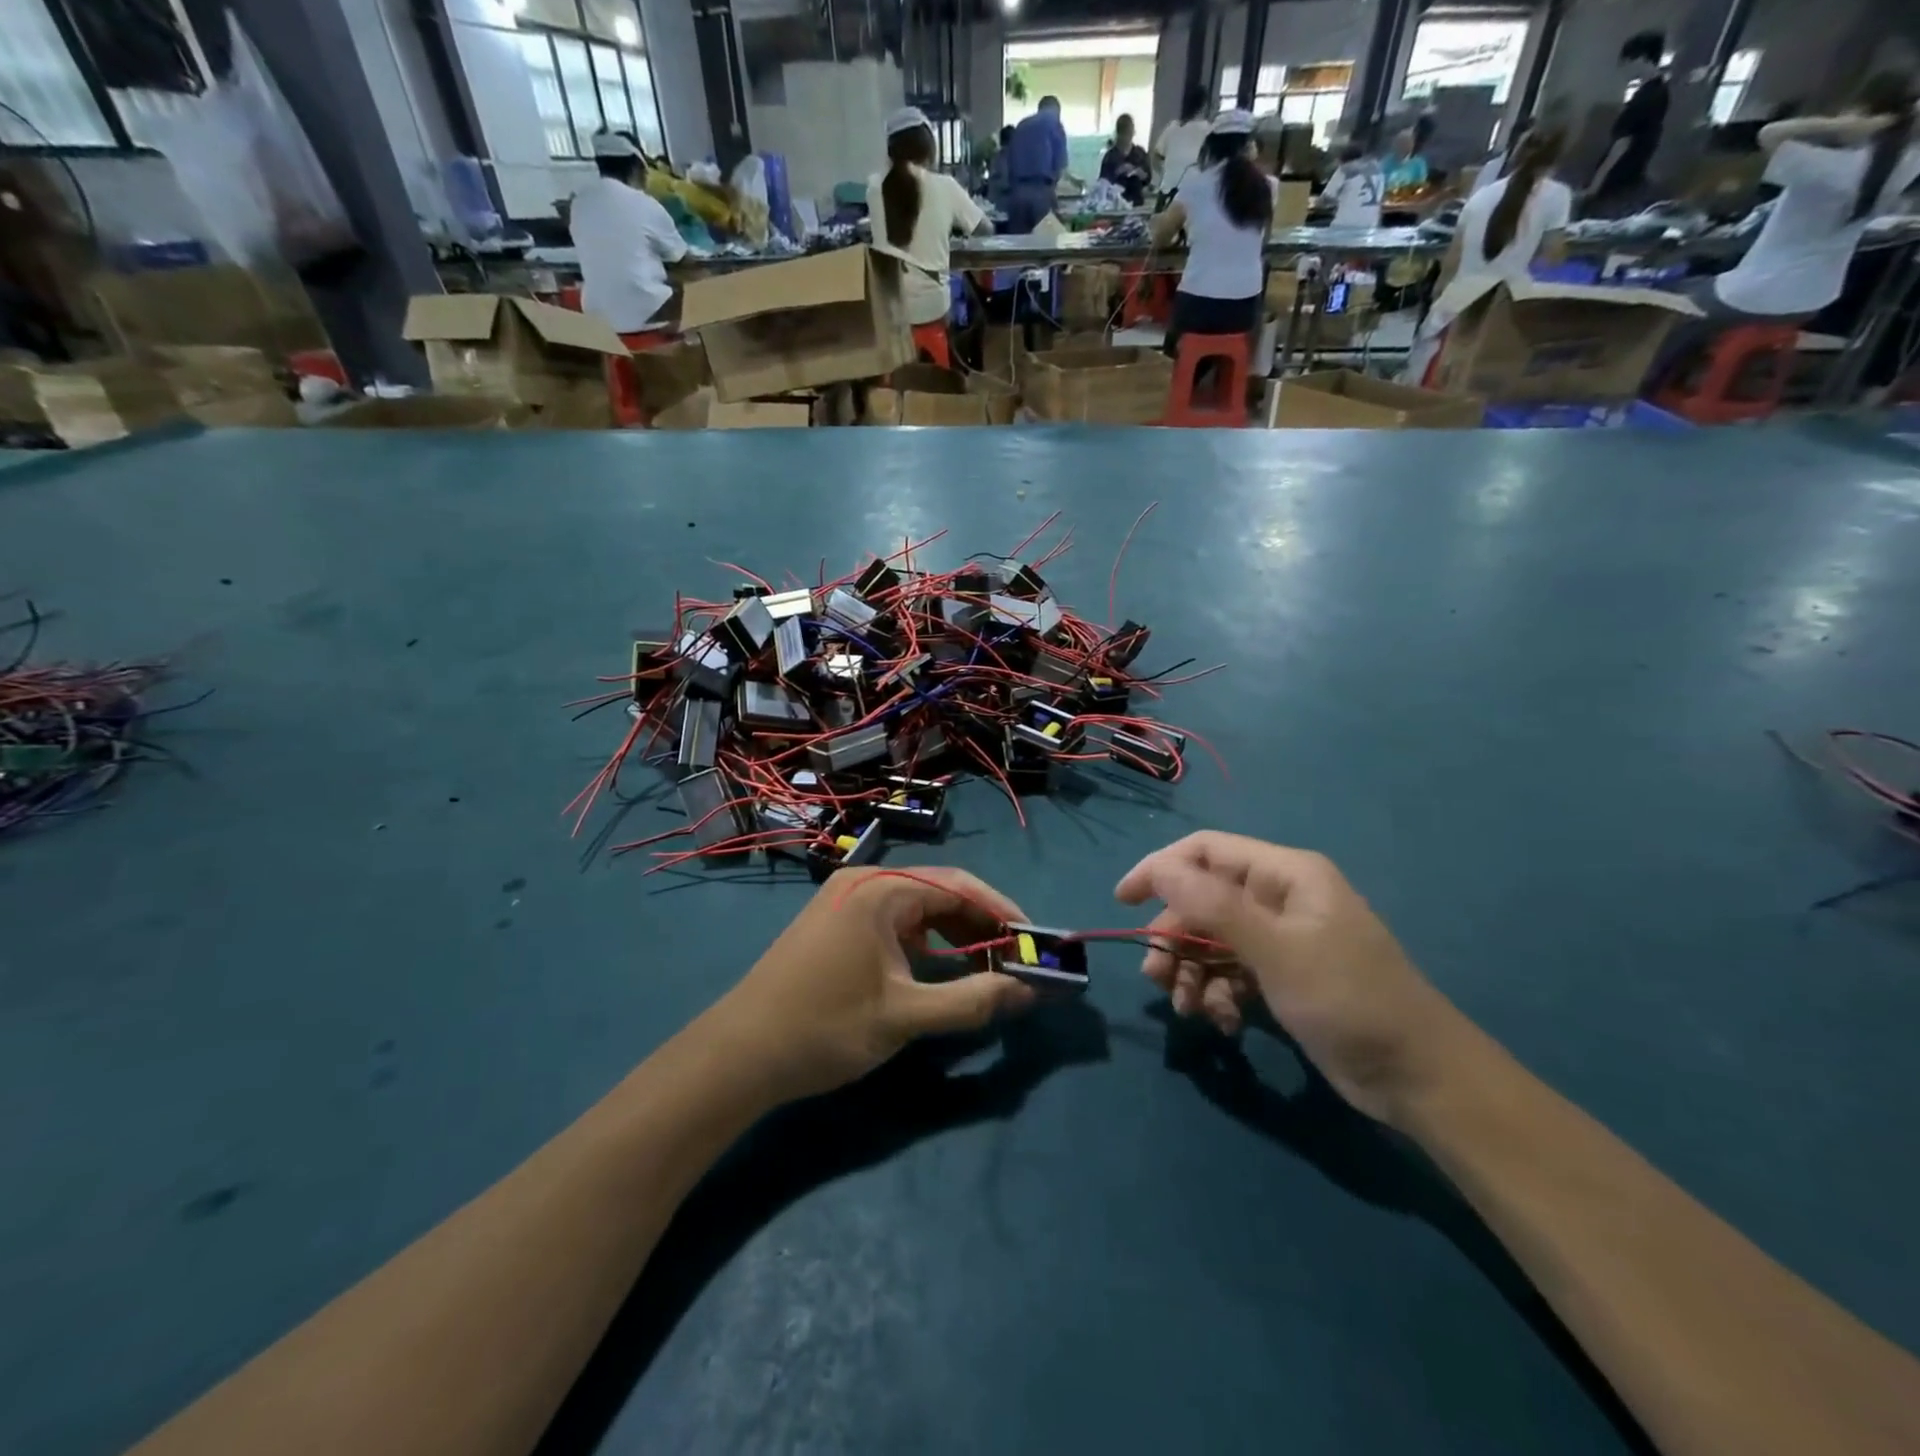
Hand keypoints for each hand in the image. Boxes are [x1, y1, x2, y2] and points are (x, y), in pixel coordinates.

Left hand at [712, 867, 1035, 1103]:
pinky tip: (940, 969)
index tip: (1034, 942)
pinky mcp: (835, 924)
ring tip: (987, 967)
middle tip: (1015, 960)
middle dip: (980, 925)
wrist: (739, 1055)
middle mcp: (864, 883)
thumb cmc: (826, 1027)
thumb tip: (1029, 991)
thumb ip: (972, 1000)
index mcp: (882, 889)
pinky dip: (924, 944)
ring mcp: (845, 902)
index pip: (960, 886)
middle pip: (939, 893)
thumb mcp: (905, 1016)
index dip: (1003, 912)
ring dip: (954, 936)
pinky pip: (893, 923)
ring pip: (917, 910)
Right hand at [1116, 833, 1470, 1125]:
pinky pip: (1231, 972)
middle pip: (1202, 901)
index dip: (1159, 869)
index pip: (1204, 851)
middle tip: (1157, 978)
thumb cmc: (1348, 999)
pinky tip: (1225, 1024)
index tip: (1123, 901)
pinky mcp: (1282, 976)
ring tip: (1190, 1009)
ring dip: (1193, 973)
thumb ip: (1213, 906)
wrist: (1418, 1078)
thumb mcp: (1277, 949)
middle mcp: (1279, 898)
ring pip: (1211, 940)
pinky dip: (1219, 994)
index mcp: (1284, 874)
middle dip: (1175, 938)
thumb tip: (1158, 868)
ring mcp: (1281, 939)